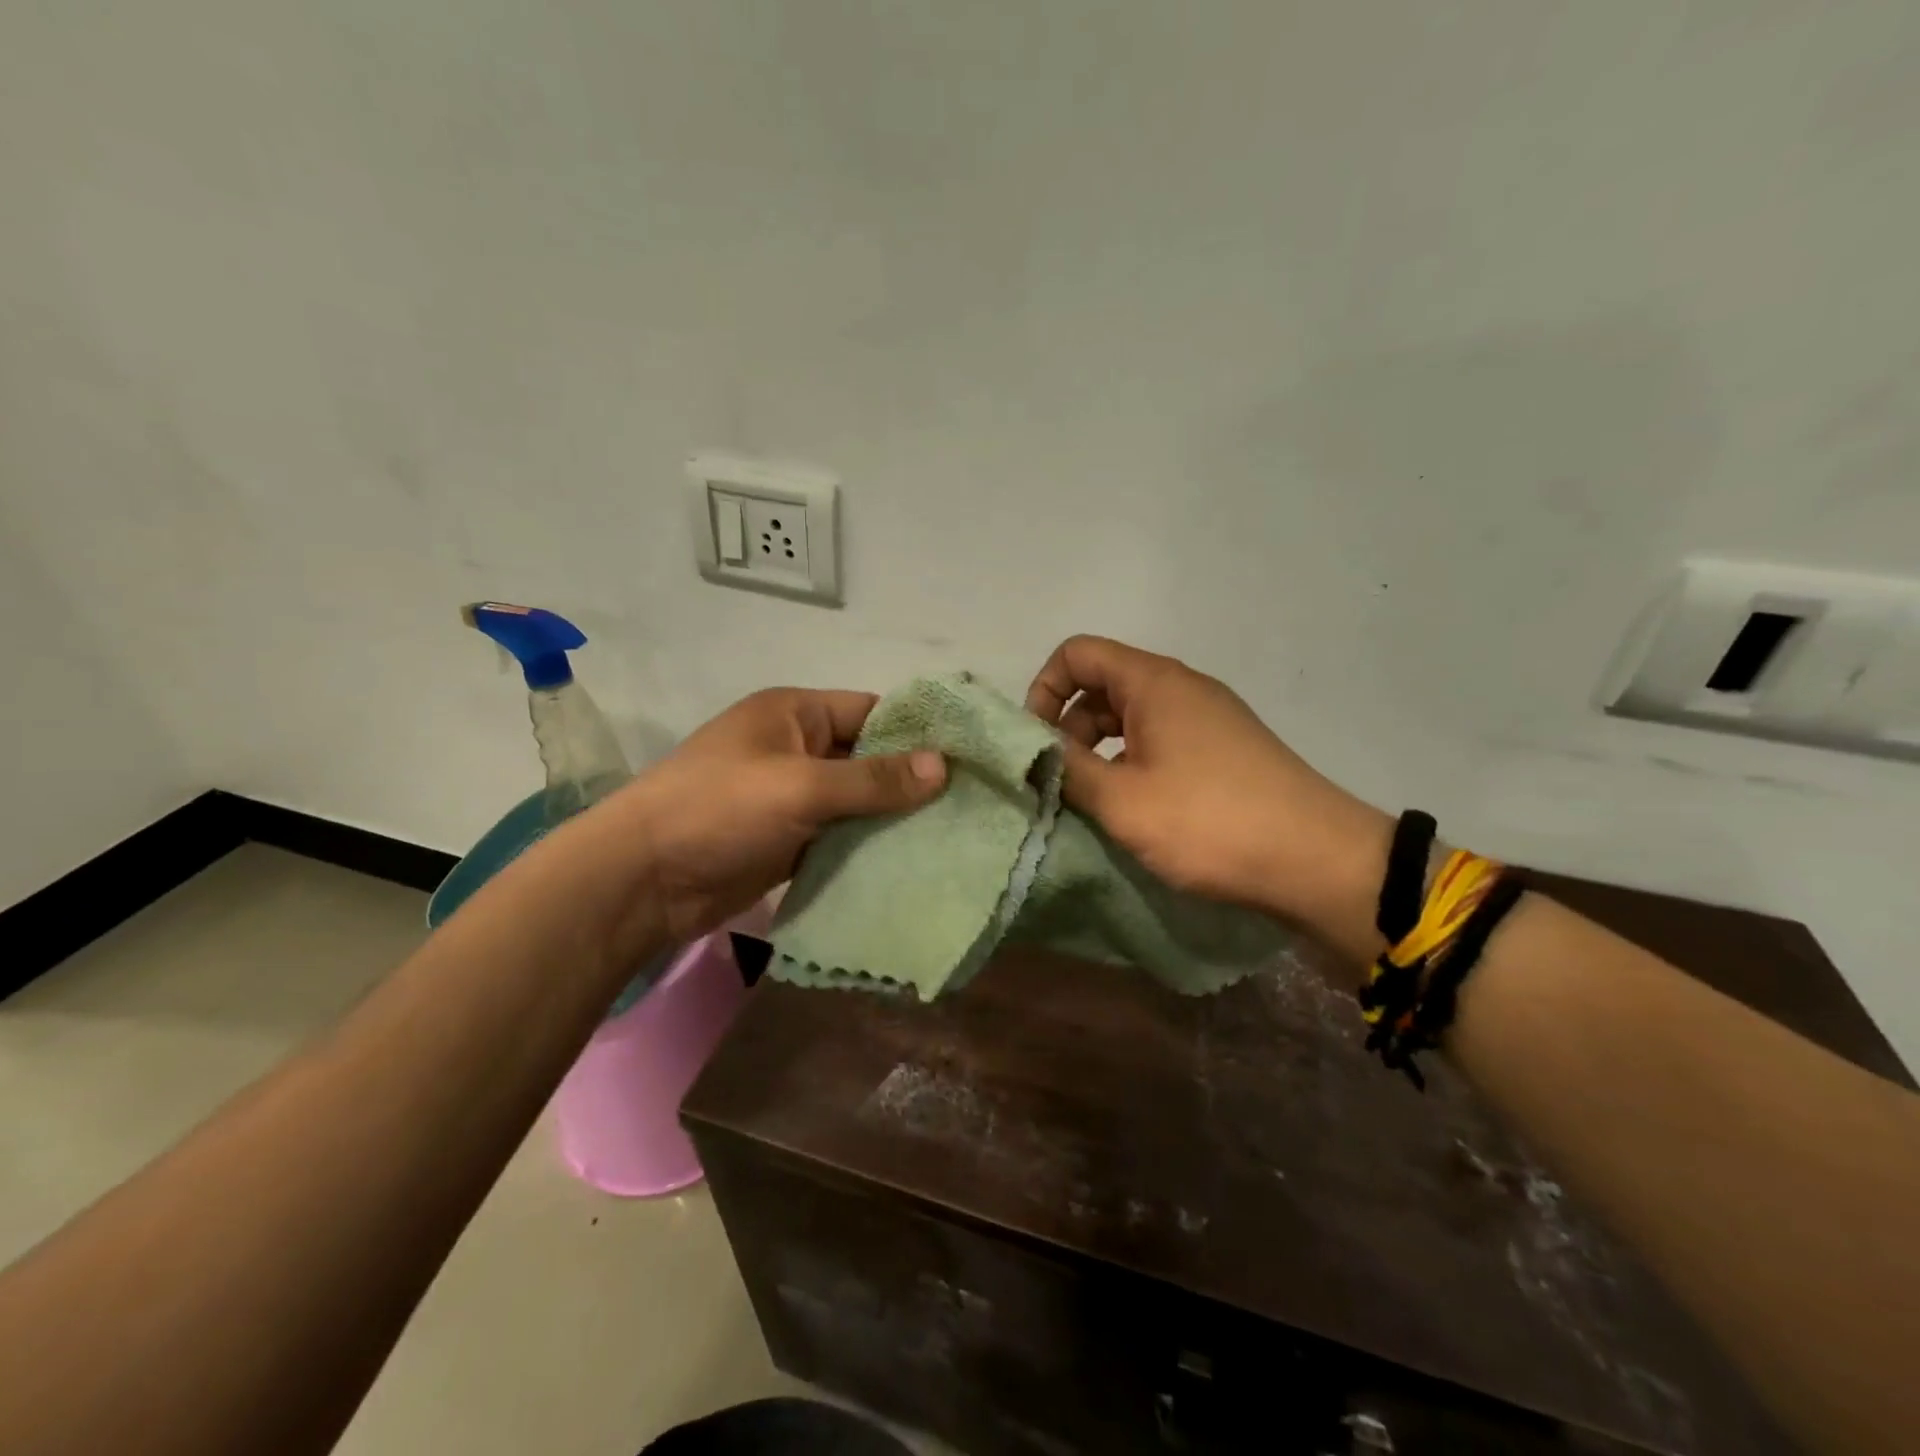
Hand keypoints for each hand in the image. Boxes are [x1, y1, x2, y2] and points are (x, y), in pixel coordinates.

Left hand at [607, 688, 945, 945]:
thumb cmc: (719, 810)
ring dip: (892, 819)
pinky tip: (910, 862)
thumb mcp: (801, 786)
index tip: (968, 757)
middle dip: (911, 781)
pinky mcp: (787, 840)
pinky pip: (839, 836)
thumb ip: (873, 779)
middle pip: (867, 758)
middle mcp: (796, 748)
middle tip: (969, 803)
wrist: (642, 880)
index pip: (871, 712)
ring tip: (953, 835)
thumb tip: (944, 766)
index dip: (917, 732)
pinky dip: (867, 847)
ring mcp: (791, 797)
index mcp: (794, 714)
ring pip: (856, 802)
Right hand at [1025, 636, 1390, 962]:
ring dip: (1100, 752)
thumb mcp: (1121, 800)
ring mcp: (1208, 718)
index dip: (1043, 690)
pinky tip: (1133, 809)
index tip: (1037, 743)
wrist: (1317, 861)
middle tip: (1061, 783)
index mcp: (1153, 682)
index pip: (1077, 654)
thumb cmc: (1208, 822)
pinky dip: (1132, 765)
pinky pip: (1160, 741)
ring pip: (1130, 718)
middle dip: (1068, 728)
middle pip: (1102, 685)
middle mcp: (1181, 687)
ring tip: (1092, 802)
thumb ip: (1065, 768)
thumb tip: (1032, 749)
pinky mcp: (1225, 749)